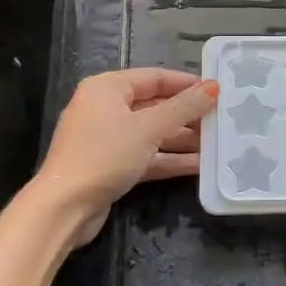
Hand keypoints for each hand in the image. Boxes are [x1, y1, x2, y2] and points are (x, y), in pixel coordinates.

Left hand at [29, 68, 219, 246]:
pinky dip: (169, 159)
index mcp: (107, 88)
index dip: (186, 83)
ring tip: (217, 143)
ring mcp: (107, 139)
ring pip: (152, 133)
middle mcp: (105, 108)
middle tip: (221, 119)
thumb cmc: (105, 155)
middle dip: (187, 115)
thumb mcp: (149, 128)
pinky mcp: (111, 166)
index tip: (216, 89)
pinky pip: (146, 156)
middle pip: (155, 106)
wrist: (64, 208)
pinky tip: (199, 165)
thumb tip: (214, 86)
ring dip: (182, 139)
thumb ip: (184, 107)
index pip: (154, 77)